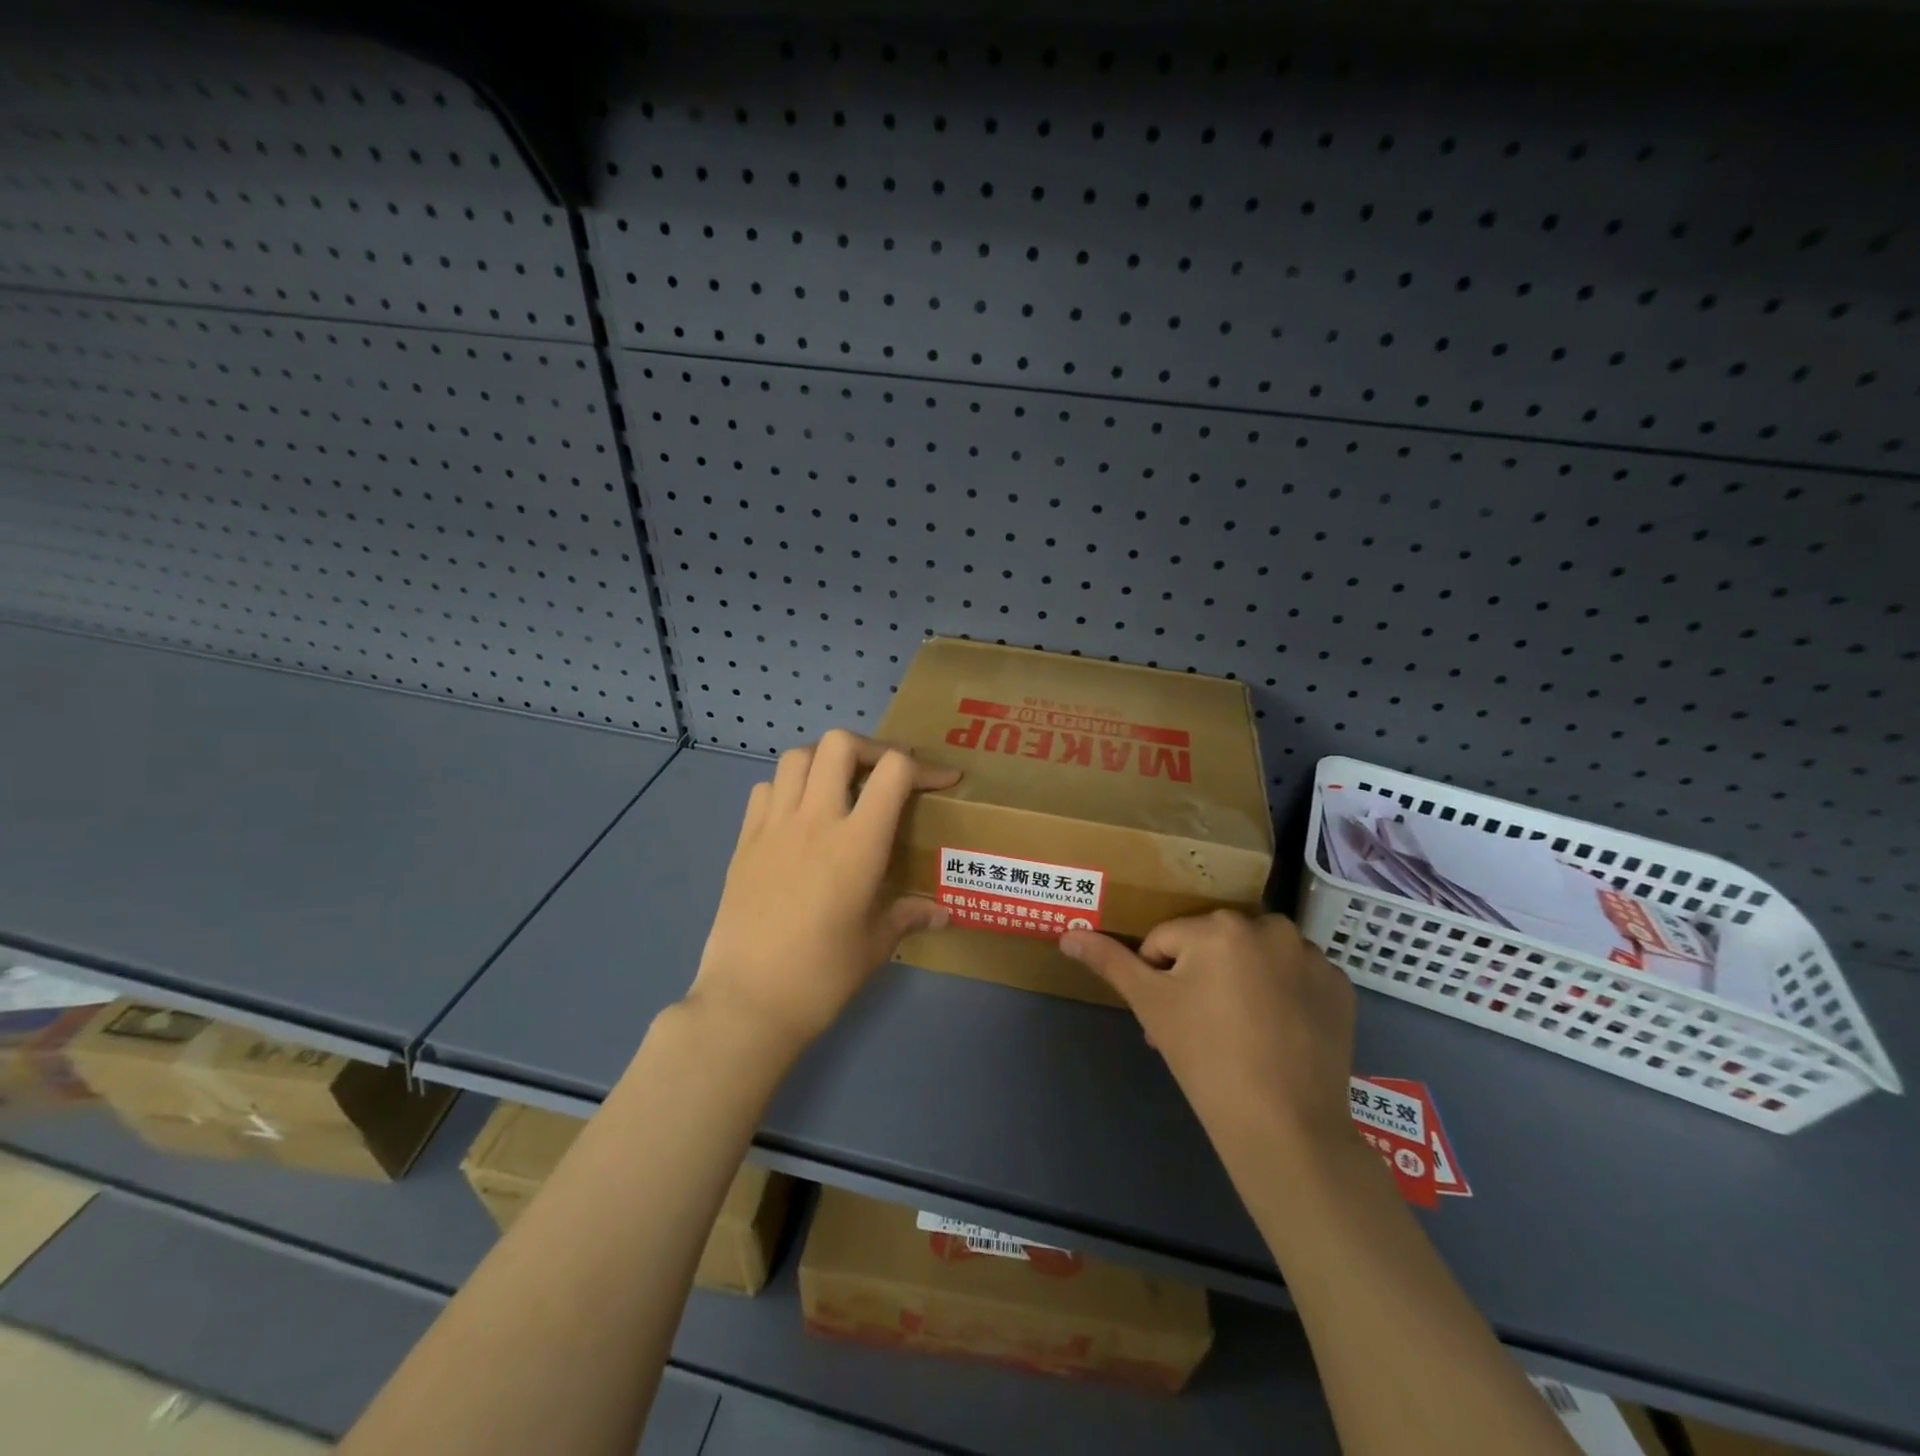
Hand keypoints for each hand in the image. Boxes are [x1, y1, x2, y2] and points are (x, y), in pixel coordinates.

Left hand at [686, 729, 959, 1052]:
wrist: (747, 1003)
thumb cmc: (821, 977)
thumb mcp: (875, 946)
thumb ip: (908, 916)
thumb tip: (942, 913)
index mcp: (857, 844)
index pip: (893, 771)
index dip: (925, 766)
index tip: (943, 780)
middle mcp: (815, 820)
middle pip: (840, 744)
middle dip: (872, 748)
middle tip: (887, 774)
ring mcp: (773, 827)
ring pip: (797, 756)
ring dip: (826, 759)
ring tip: (842, 784)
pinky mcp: (744, 842)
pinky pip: (765, 790)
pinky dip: (787, 786)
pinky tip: (799, 815)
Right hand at [1060, 912, 1357, 1162]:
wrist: (1286, 1127)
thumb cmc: (1206, 1058)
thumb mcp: (1151, 1005)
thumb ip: (1109, 962)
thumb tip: (1067, 935)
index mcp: (1219, 926)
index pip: (1167, 942)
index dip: (1160, 980)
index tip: (1171, 1021)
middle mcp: (1270, 926)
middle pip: (1214, 946)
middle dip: (1199, 979)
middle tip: (1198, 1030)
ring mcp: (1312, 956)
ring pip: (1255, 958)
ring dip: (1241, 982)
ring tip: (1239, 1034)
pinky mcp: (1340, 987)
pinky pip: (1295, 977)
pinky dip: (1283, 995)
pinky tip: (1277, 1033)